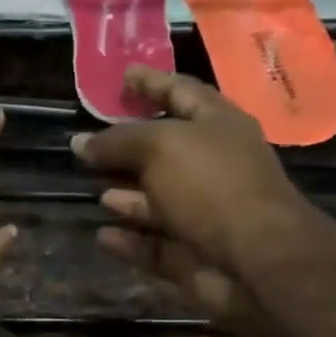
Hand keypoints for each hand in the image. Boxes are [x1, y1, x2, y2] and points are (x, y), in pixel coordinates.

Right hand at [72, 67, 319, 324]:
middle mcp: (213, 166)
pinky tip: (102, 235)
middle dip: (128, 145)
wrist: (255, 262)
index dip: (151, 82)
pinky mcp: (192, 255)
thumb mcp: (160, 147)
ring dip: (127, 195)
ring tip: (92, 187)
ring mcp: (204, 214)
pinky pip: (153, 245)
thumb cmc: (212, 185)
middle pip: (165, 151)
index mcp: (218, 125)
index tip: (121, 75)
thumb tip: (80, 142)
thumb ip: (118, 141)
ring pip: (157, 201)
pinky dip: (128, 240)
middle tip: (90, 140)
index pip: (181, 92)